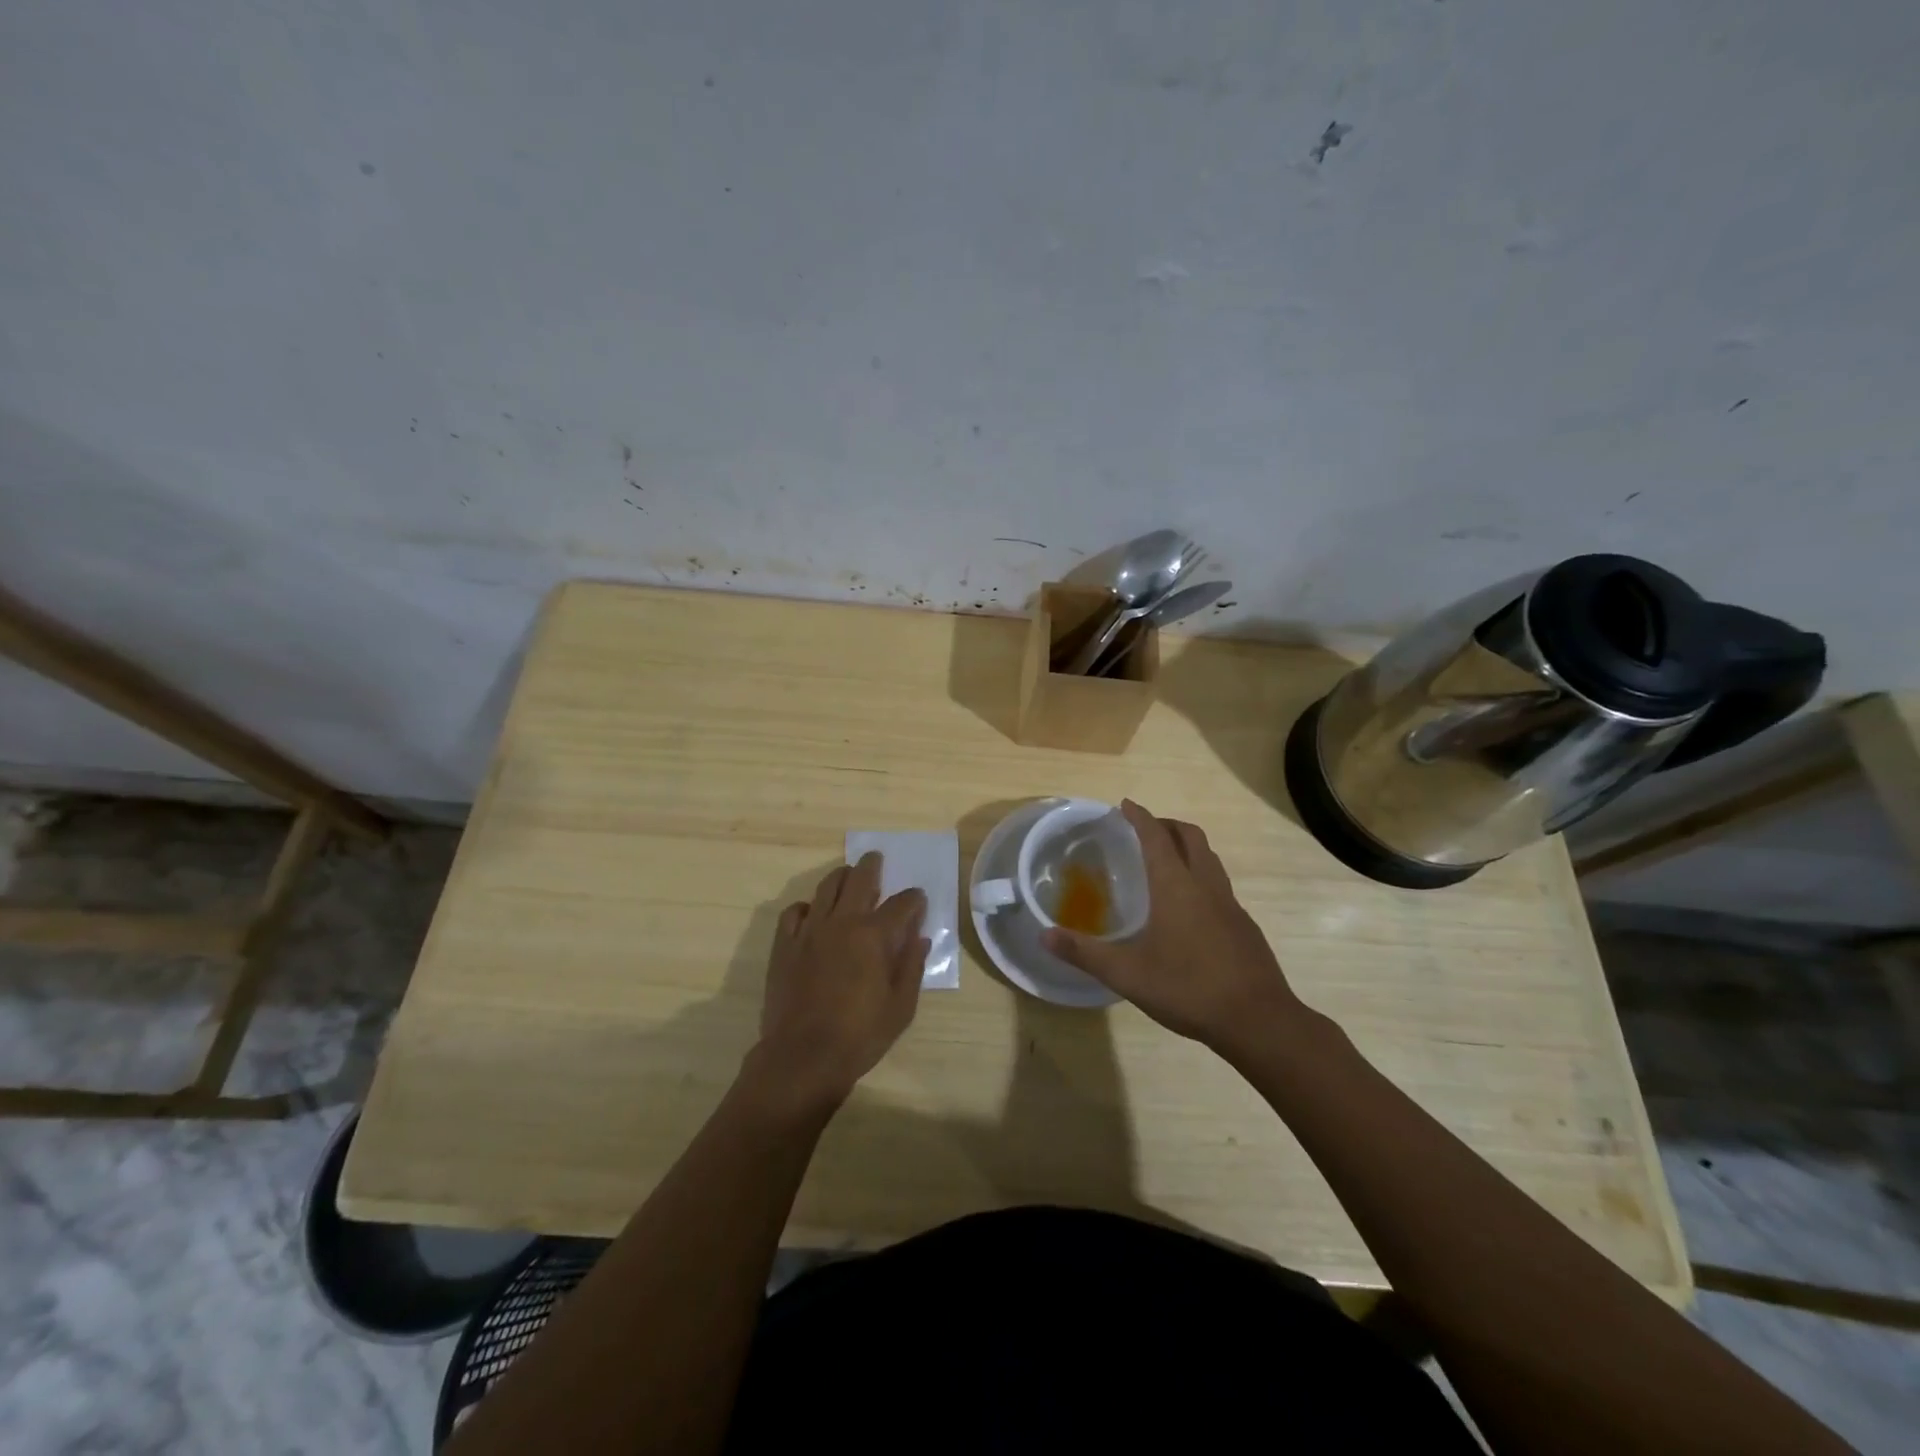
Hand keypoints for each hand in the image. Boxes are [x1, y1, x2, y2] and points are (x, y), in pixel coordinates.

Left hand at [753, 853, 928, 1110]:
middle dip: (872, 866)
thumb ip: (912, 967)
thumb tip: (920, 938)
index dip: (914, 898)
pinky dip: (807, 906)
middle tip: (876, 859)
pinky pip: (794, 911)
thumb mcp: (901, 1007)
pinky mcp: (785, 944)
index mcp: (874, 935)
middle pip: (860, 879)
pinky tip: (813, 913)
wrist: (802, 1056)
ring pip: (827, 887)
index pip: (902, 903)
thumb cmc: (860, 1036)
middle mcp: (843, 922)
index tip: (918, 899)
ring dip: (841, 877)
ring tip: (848, 877)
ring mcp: (810, 930)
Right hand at [1043, 801, 1307, 1057]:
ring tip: (1167, 861)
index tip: (1125, 804)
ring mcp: (1230, 905)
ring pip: (1210, 859)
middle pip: (1190, 836)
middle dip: (1167, 825)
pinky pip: (1220, 885)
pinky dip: (1201, 877)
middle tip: (1145, 829)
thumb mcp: (1126, 974)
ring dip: (1188, 848)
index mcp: (1176, 886)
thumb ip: (1084, 953)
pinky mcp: (1244, 926)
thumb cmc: (1188, 988)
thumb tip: (1044, 936)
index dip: (1140, 817)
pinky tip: (1190, 909)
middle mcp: (1205, 885)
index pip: (1156, 837)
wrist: (1258, 1020)